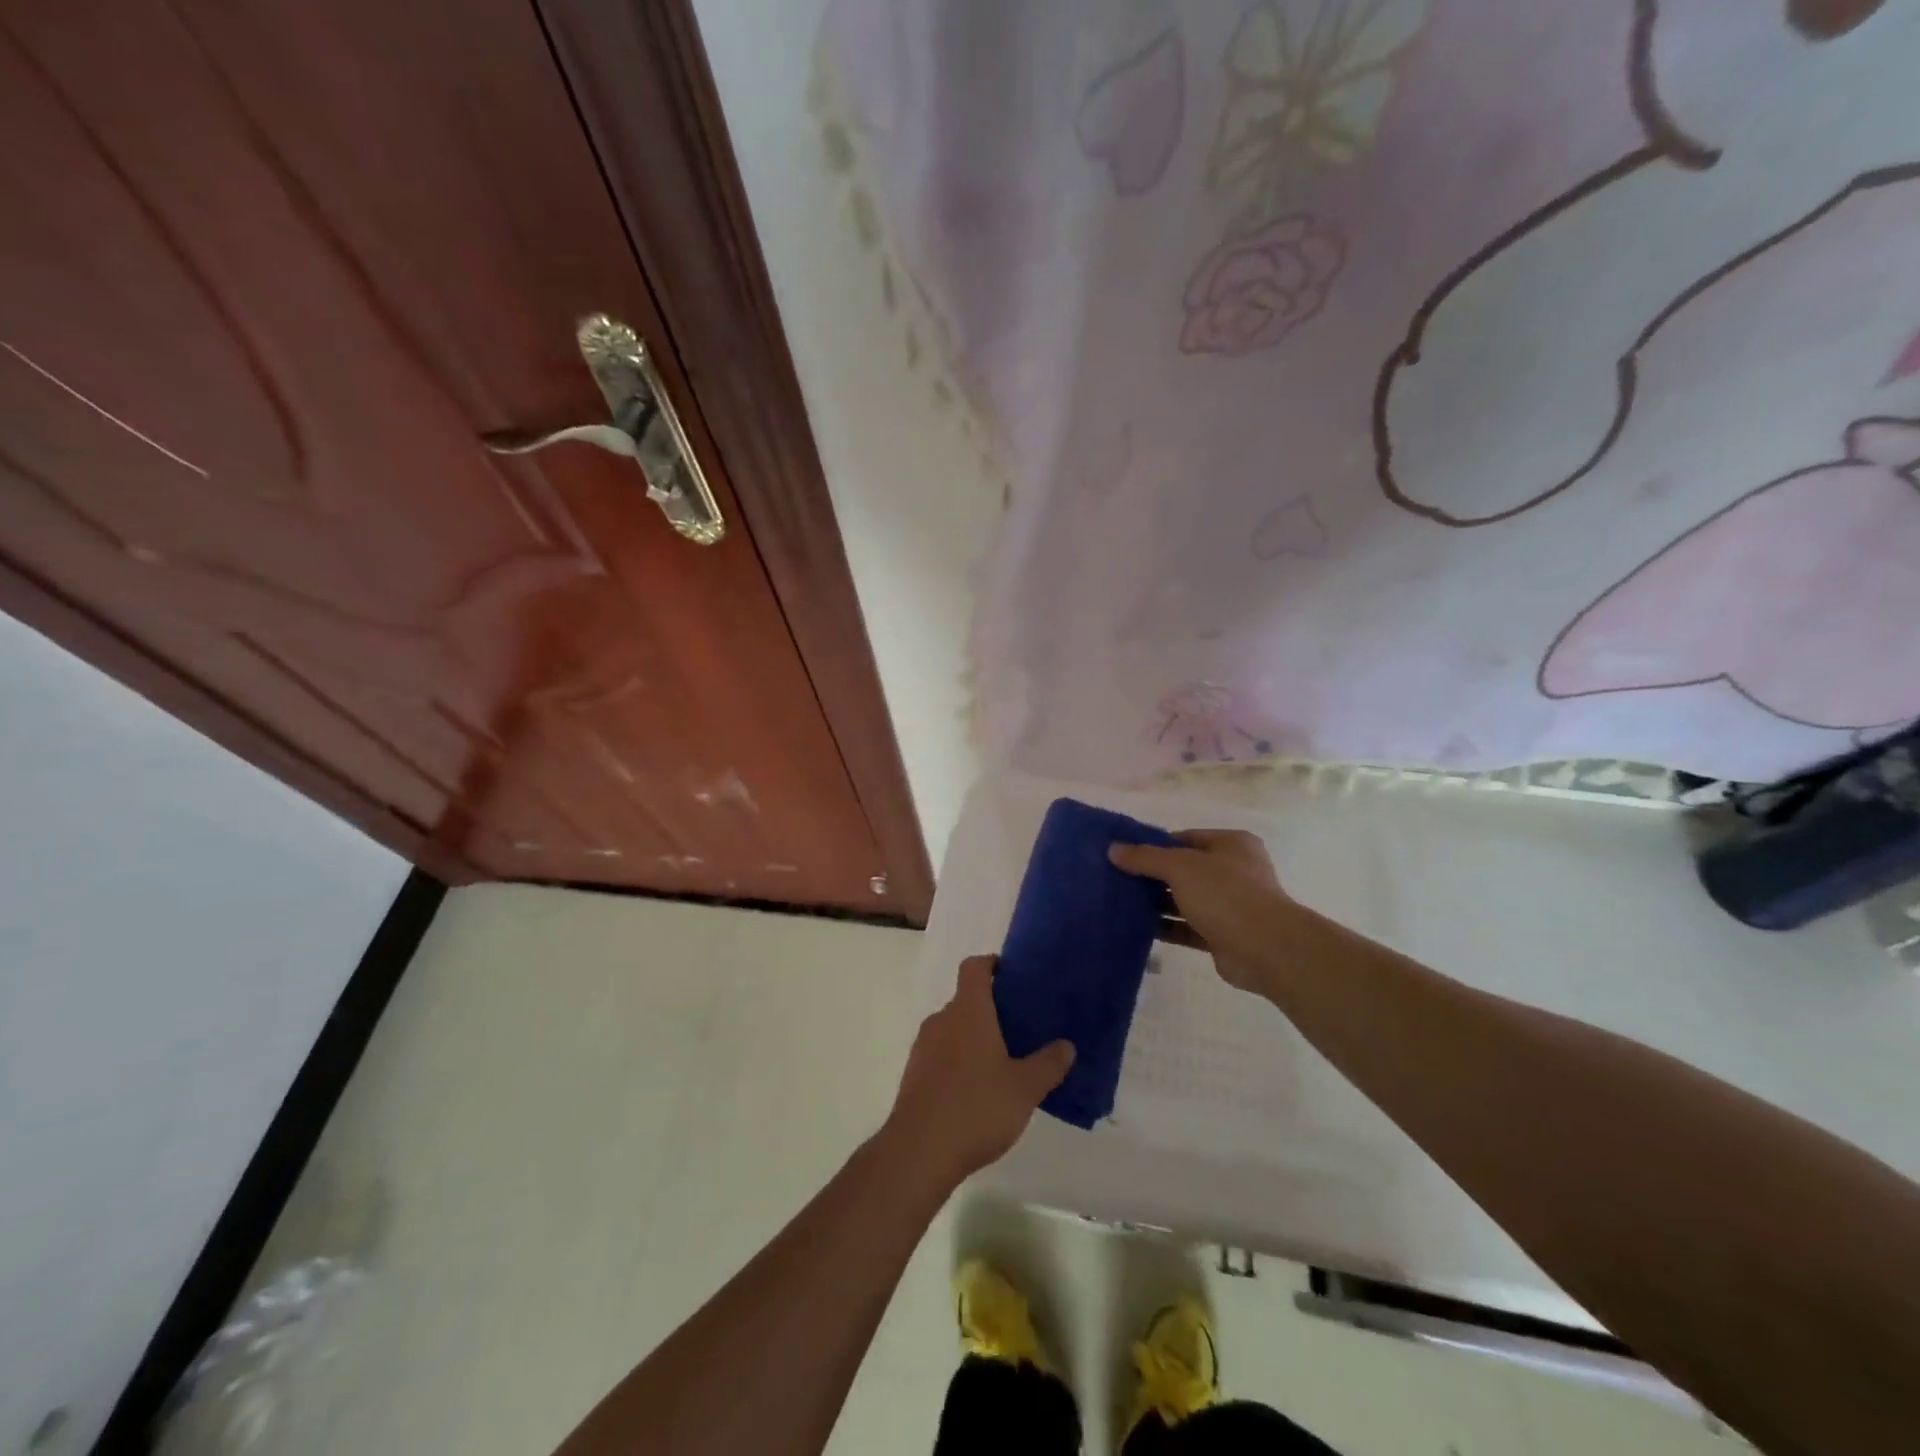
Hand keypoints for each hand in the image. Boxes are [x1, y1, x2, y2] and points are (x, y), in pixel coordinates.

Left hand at [885, 956, 1073, 1184]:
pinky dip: (959, 1061)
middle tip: (1020, 1028)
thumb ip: (1048, 1064)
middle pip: (965, 1000)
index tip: (1012, 975)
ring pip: (953, 1029)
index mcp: (968, 1011)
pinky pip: (941, 1054)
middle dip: (990, 1009)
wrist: (919, 1151)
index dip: (992, 964)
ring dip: (974, 1037)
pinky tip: (978, 1090)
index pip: (974, 967)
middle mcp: (942, 1020)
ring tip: (1002, 1062)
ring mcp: (923, 1047)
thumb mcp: (1024, 1088)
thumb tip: (1067, 1045)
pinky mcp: (914, 1074)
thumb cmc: (976, 1107)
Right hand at [1109, 829, 1295, 993]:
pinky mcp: (1223, 935)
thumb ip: (1145, 857)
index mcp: (1231, 845)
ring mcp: (1230, 905)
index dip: (1155, 844)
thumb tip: (1113, 849)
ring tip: (1120, 902)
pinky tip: (1137, 927)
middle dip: (1153, 875)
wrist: (1266, 949)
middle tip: (1117, 878)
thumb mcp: (1180, 867)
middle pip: (1184, 869)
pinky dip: (1166, 927)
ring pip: (1185, 899)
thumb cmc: (1226, 894)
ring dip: (1157, 902)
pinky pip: (1187, 927)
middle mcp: (1233, 871)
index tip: (1125, 854)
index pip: (1185, 838)